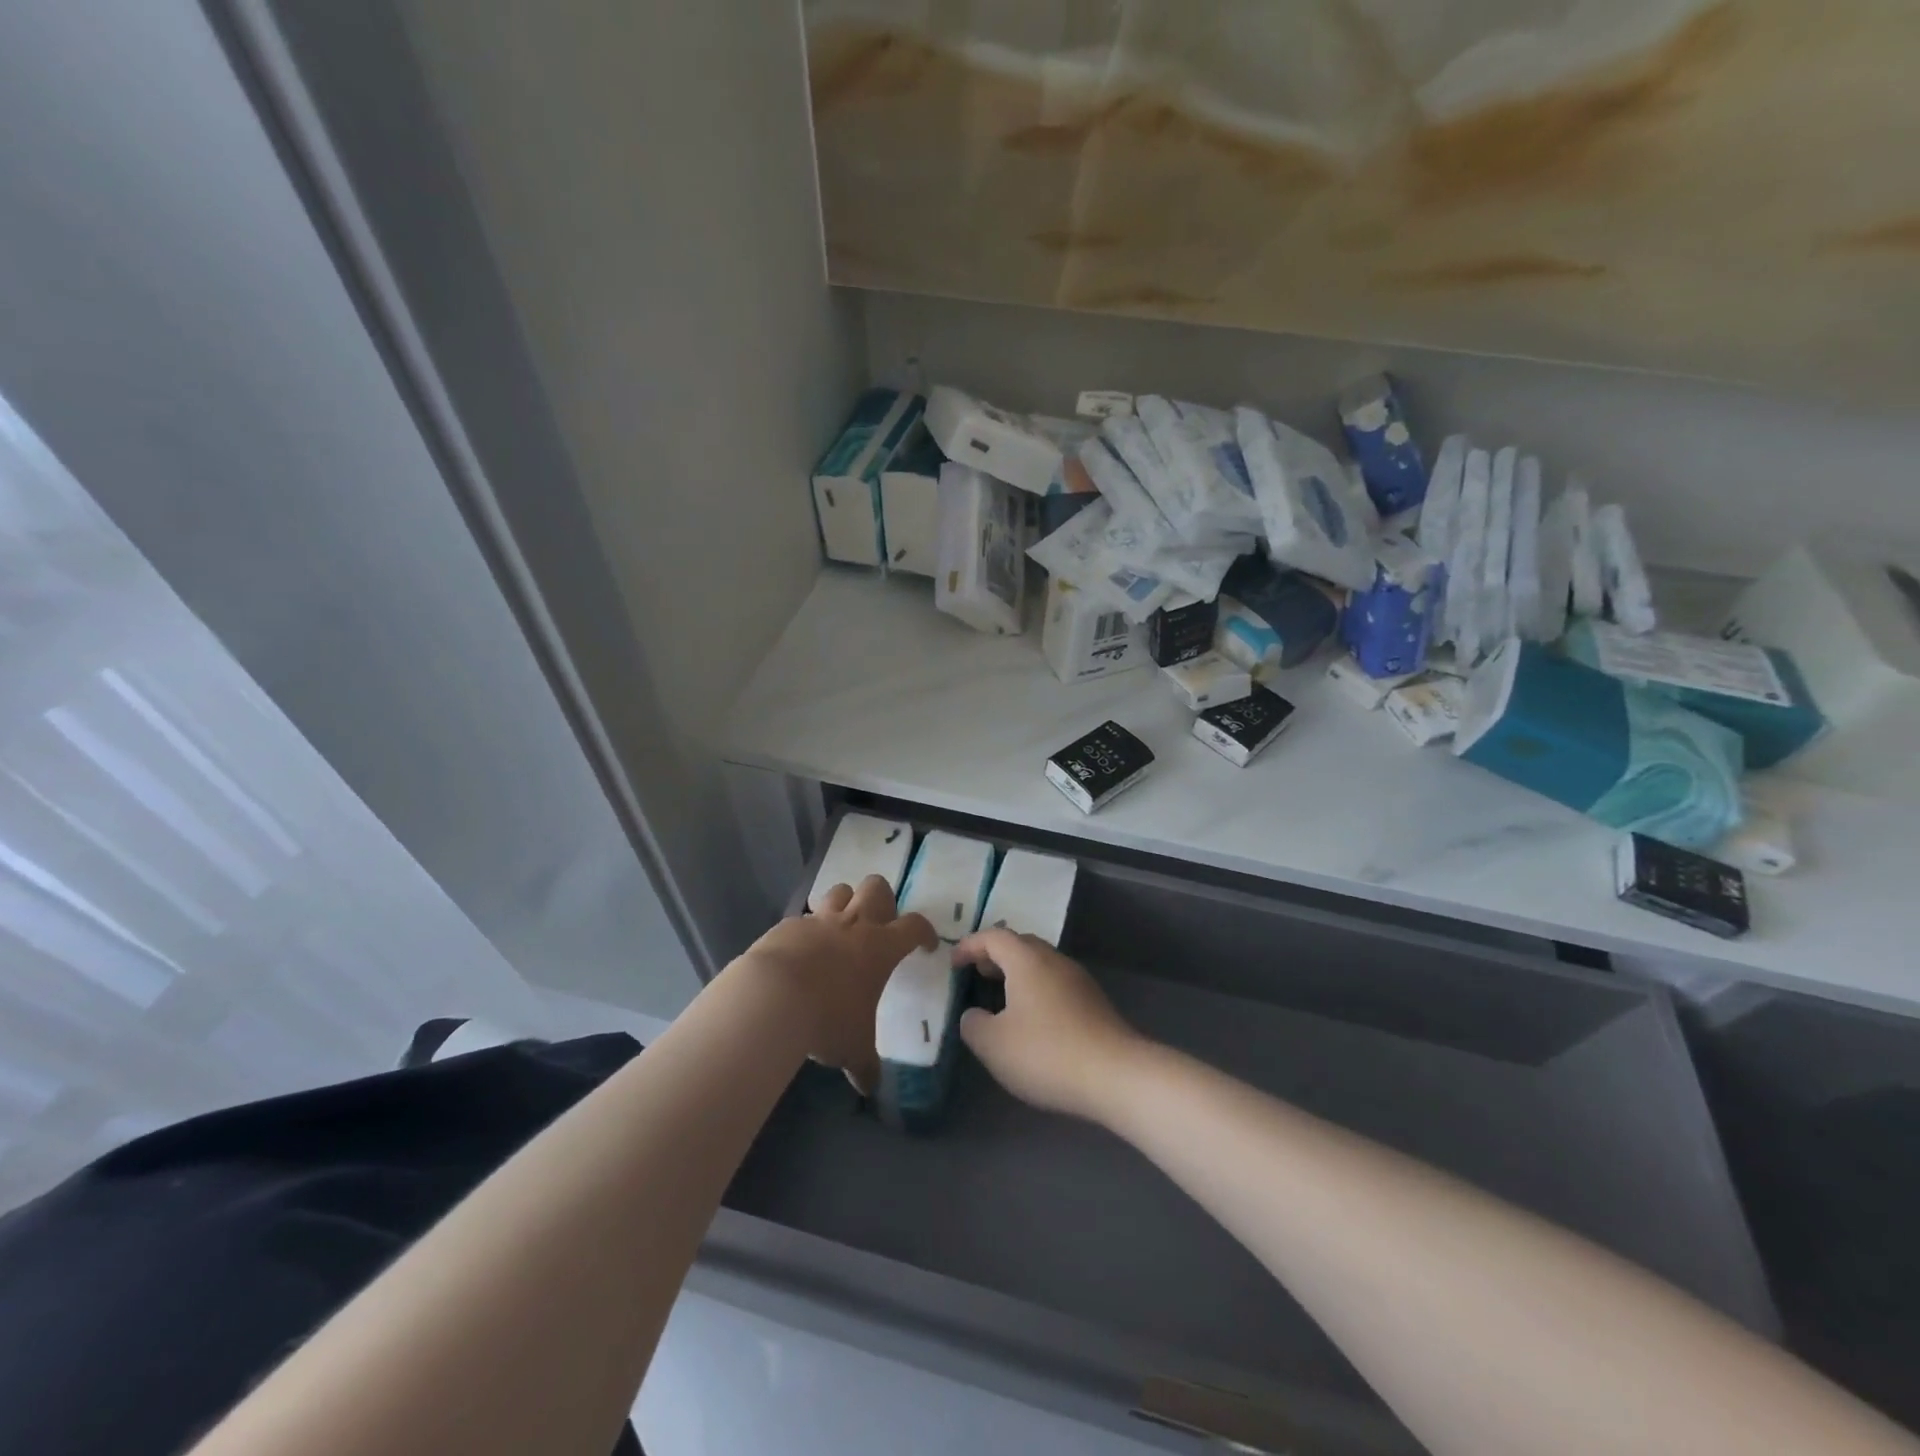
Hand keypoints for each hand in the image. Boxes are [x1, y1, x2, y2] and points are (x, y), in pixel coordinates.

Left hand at [740, 876, 934, 1093]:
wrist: (772, 997)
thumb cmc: (827, 1019)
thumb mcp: (853, 1048)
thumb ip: (865, 1065)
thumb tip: (869, 1087)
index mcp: (881, 947)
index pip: (915, 926)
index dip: (925, 932)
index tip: (927, 945)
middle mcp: (853, 924)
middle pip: (877, 888)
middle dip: (883, 900)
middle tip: (879, 925)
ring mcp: (819, 920)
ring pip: (840, 891)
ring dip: (845, 903)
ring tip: (841, 927)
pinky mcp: (788, 925)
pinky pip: (804, 917)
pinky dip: (808, 929)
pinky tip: (801, 951)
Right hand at [952, 929, 1145, 1123]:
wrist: (1116, 1075)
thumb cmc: (1046, 1053)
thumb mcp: (993, 1044)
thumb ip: (974, 1024)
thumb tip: (974, 1014)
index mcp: (1027, 960)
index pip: (993, 937)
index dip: (970, 945)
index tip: (953, 962)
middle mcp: (1054, 960)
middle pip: (1021, 945)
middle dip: (995, 955)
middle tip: (977, 974)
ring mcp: (1078, 980)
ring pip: (1041, 964)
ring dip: (1017, 973)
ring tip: (1001, 997)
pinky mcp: (1094, 1003)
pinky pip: (1056, 983)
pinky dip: (1036, 990)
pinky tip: (1032, 1019)